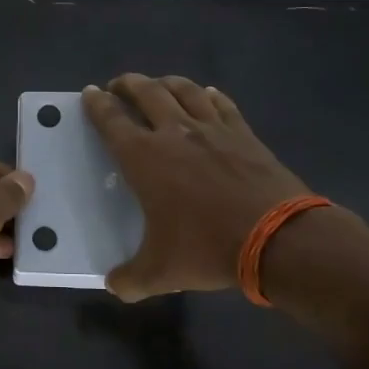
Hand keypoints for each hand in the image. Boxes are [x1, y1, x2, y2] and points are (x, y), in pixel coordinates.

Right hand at [82, 75, 310, 301]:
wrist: (277, 238)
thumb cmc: (208, 248)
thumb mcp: (160, 273)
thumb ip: (130, 279)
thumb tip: (115, 286)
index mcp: (144, 158)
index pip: (112, 120)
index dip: (97, 104)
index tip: (90, 92)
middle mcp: (175, 133)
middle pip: (146, 92)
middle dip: (128, 84)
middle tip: (119, 85)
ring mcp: (213, 129)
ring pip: (184, 90)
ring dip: (166, 82)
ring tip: (158, 84)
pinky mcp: (244, 134)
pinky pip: (222, 104)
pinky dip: (209, 95)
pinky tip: (207, 95)